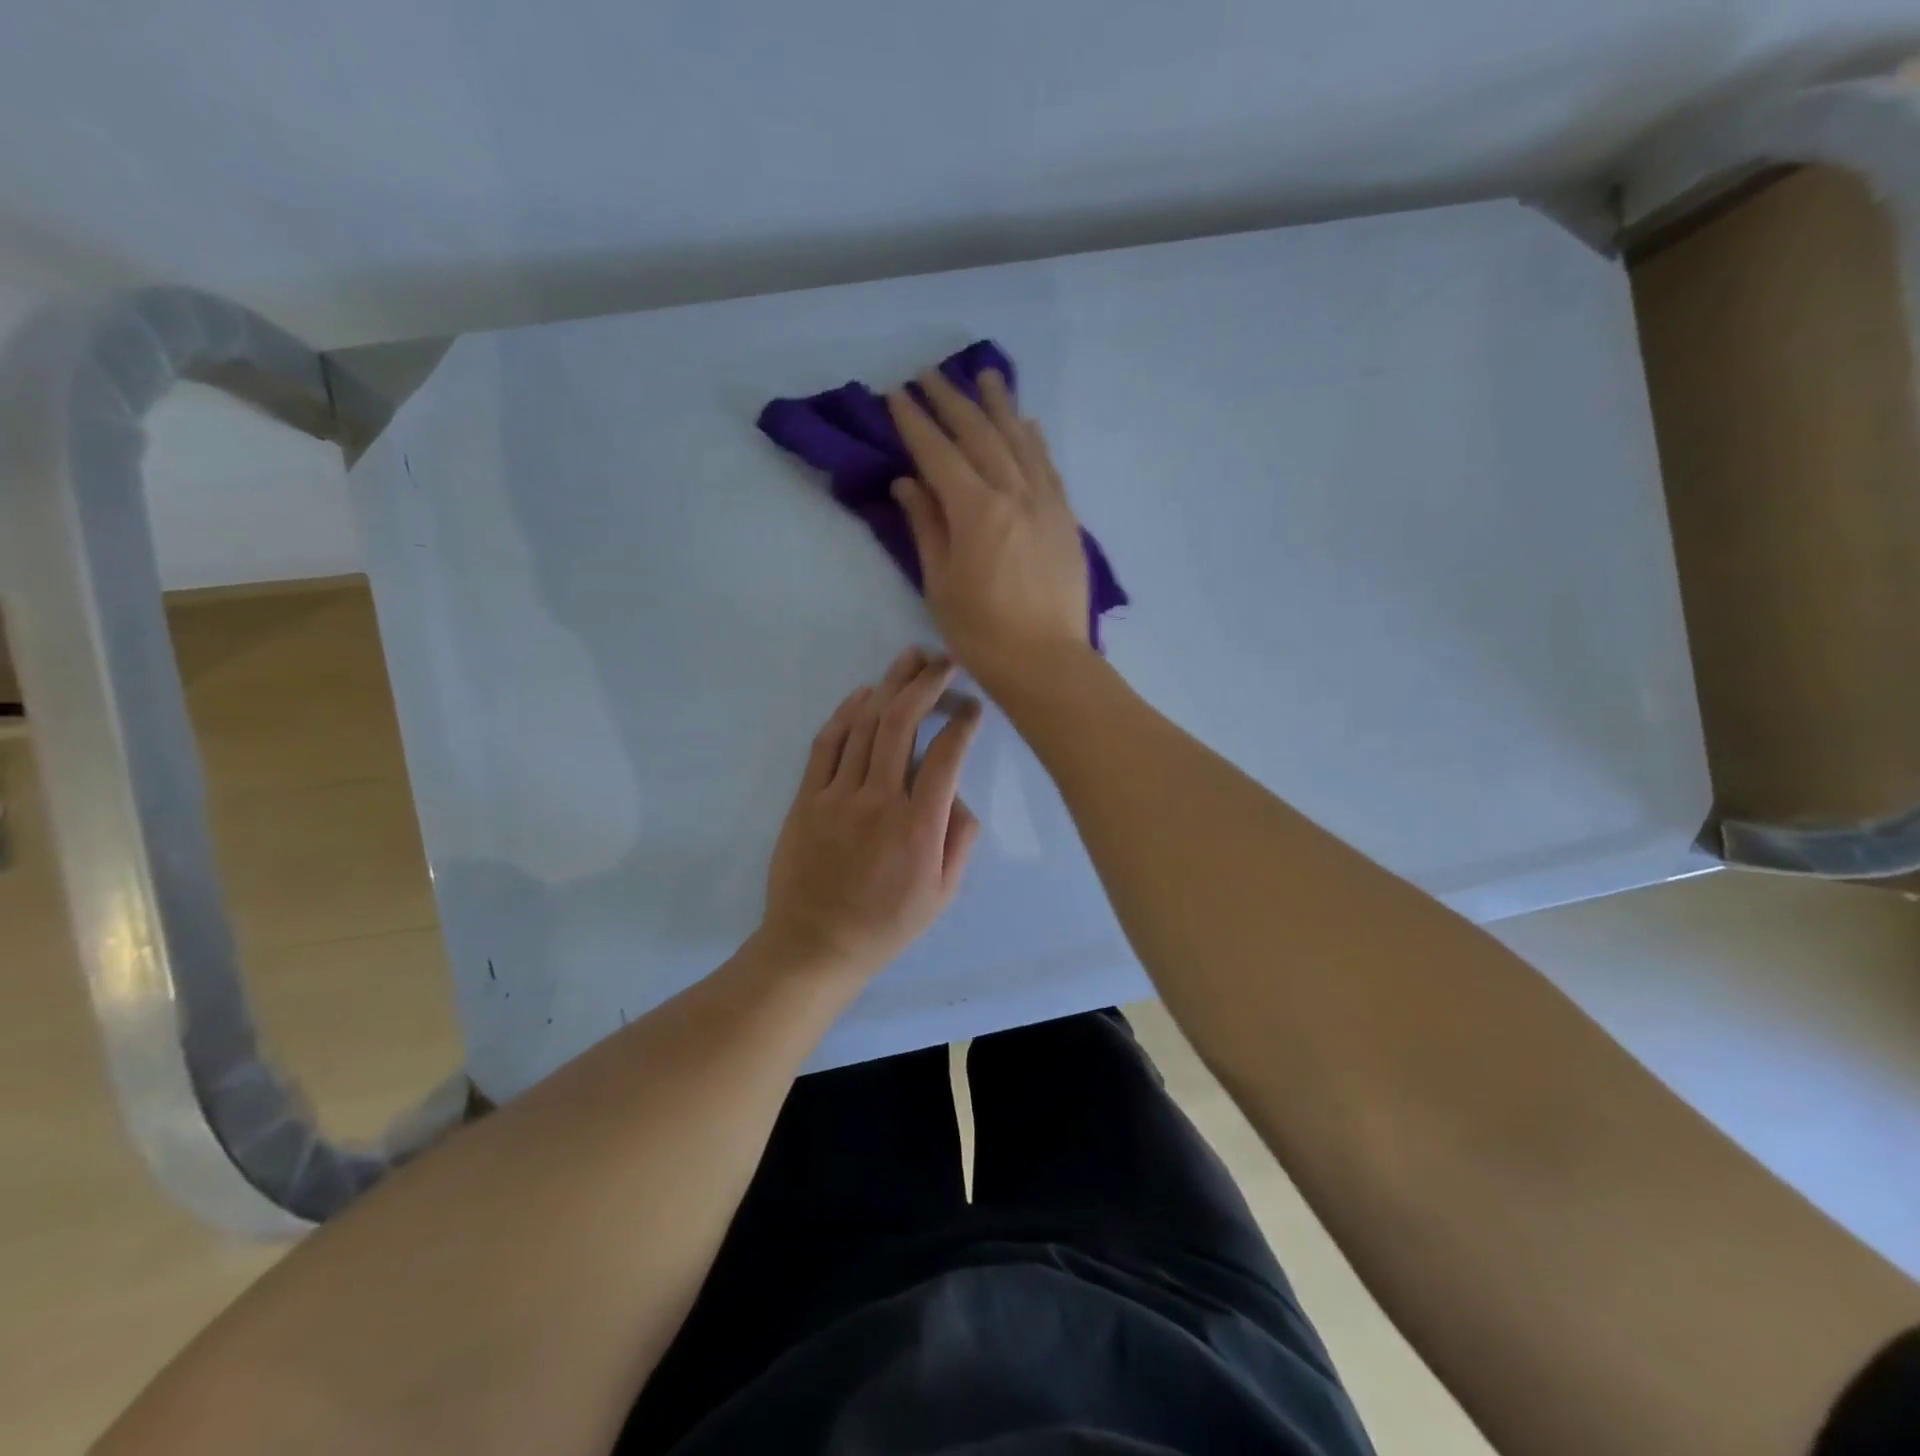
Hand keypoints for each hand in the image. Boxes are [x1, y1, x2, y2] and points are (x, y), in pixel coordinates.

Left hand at [757, 647, 983, 981]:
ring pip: (864, 725)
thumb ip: (960, 840)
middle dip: (926, 684)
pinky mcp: (807, 798)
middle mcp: (878, 801)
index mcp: (918, 827)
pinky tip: (864, 693)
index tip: (973, 706)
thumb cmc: (885, 924)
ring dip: (889, 686)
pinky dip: (845, 713)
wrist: (815, 944)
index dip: (962, 723)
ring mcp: (837, 796)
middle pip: (902, 724)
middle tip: (943, 661)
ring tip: (909, 659)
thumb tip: (957, 794)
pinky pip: (827, 744)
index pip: (945, 756)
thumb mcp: (942, 894)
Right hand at [887, 370, 1091, 690]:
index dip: (915, 422)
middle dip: (951, 401)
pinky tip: (1026, 423)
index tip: (897, 395)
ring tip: (985, 375)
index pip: (938, 453)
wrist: (1047, 662)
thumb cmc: (982, 634)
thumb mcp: (940, 584)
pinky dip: (1033, 439)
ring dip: (999, 405)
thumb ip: (926, 527)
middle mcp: (1014, 493)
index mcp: (976, 511)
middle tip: (931, 374)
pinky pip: (1047, 466)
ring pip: (1019, 440)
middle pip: (980, 435)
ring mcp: (1046, 503)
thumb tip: (909, 483)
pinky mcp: (1066, 518)